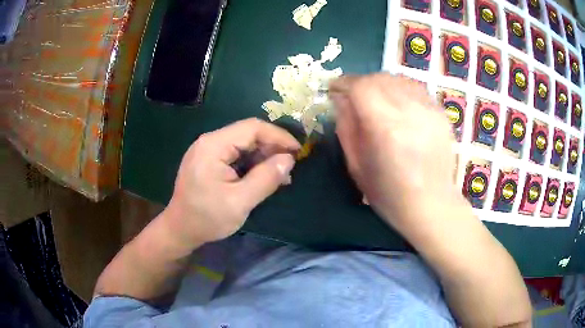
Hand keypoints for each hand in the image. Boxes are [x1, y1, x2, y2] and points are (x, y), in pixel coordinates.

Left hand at [163, 118, 300, 247]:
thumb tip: (289, 160)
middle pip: (248, 134)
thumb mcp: (240, 202)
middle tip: (290, 166)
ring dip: (263, 157)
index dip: (278, 136)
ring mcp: (207, 150)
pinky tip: (263, 177)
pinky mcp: (208, 160)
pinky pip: (235, 155)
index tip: (298, 151)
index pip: (252, 128)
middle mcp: (209, 141)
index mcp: (213, 146)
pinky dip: (252, 164)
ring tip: (280, 175)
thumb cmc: (207, 218)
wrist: (180, 230)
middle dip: (272, 148)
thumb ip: (266, 178)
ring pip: (243, 144)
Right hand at [330, 73, 462, 229]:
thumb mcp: (357, 166)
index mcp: (386, 128)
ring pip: (399, 79)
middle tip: (352, 95)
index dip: (343, 83)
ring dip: (380, 83)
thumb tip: (340, 99)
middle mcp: (410, 111)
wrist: (432, 205)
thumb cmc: (390, 194)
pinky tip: (397, 104)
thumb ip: (346, 127)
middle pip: (380, 78)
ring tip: (375, 98)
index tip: (334, 89)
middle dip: (360, 82)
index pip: (361, 87)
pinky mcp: (441, 113)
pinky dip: (400, 89)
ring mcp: (430, 110)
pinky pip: (416, 89)